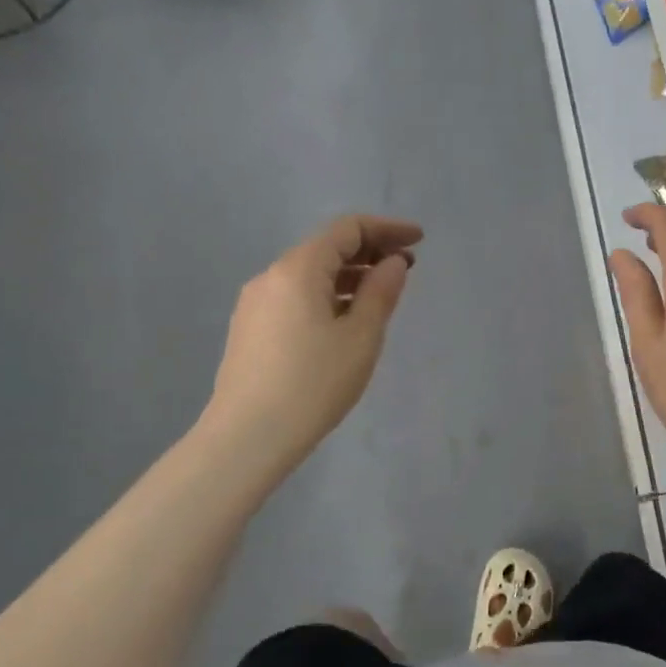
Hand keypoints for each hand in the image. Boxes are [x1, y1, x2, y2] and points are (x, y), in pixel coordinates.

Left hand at [199, 215, 422, 475]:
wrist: (247, 437)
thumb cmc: (313, 384)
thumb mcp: (361, 337)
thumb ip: (381, 292)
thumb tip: (393, 262)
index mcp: (298, 269)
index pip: (347, 229)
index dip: (387, 228)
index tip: (419, 240)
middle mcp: (271, 276)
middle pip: (327, 248)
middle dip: (370, 251)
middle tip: (407, 268)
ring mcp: (256, 303)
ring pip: (311, 274)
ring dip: (349, 275)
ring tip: (382, 294)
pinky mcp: (251, 328)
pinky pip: (296, 295)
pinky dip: (328, 294)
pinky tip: (346, 319)